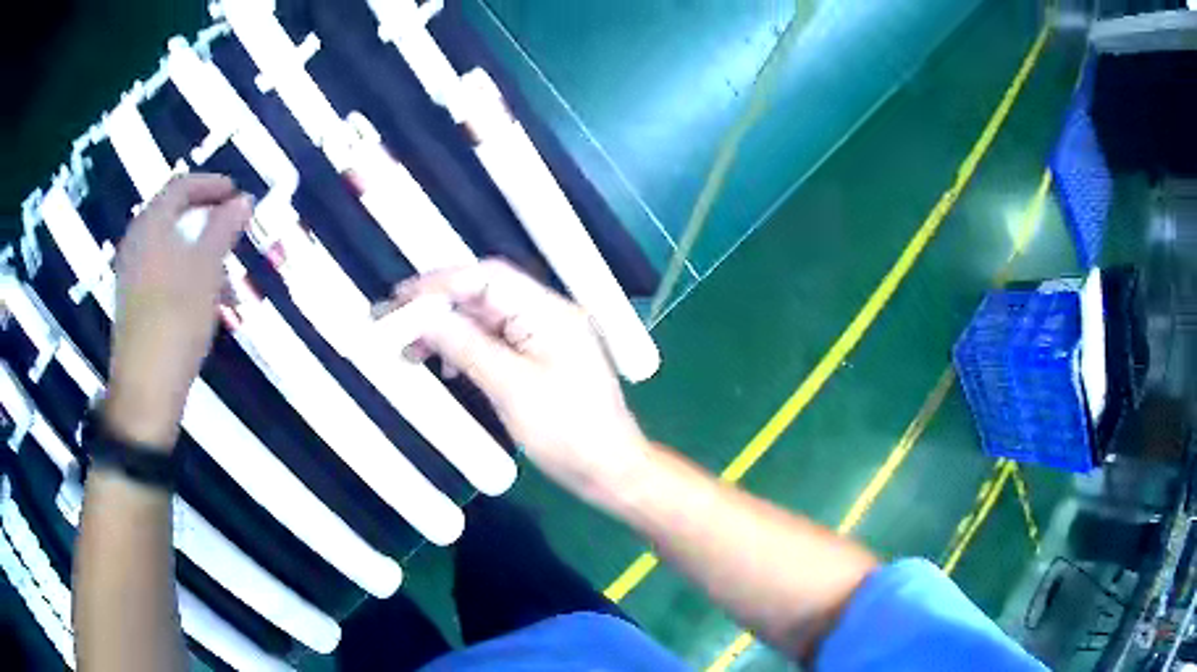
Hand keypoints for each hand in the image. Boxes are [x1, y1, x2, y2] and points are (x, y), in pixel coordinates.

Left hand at [105, 175, 251, 448]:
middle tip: (233, 232)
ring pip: (170, 246)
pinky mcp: (133, 301)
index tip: (238, 195)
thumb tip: (243, 199)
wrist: (145, 391)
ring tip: (224, 276)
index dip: (212, 185)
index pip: (181, 186)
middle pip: (173, 215)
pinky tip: (203, 298)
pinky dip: (185, 272)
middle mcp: (136, 242)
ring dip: (199, 251)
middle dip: (207, 220)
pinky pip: (162, 270)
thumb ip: (223, 228)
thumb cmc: (175, 320)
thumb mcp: (206, 269)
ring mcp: (131, 273)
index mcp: (150, 225)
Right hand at [384, 260, 650, 500]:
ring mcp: (543, 338)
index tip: (401, 297)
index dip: (441, 282)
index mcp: (548, 311)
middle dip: (439, 307)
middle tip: (398, 323)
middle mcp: (546, 315)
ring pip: (485, 320)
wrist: (608, 469)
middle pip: (484, 296)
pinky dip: (465, 348)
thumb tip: (422, 318)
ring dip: (448, 329)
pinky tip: (446, 365)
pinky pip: (494, 343)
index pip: (487, 277)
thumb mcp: (511, 387)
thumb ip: (465, 346)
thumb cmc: (567, 432)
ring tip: (413, 349)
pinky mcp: (538, 361)